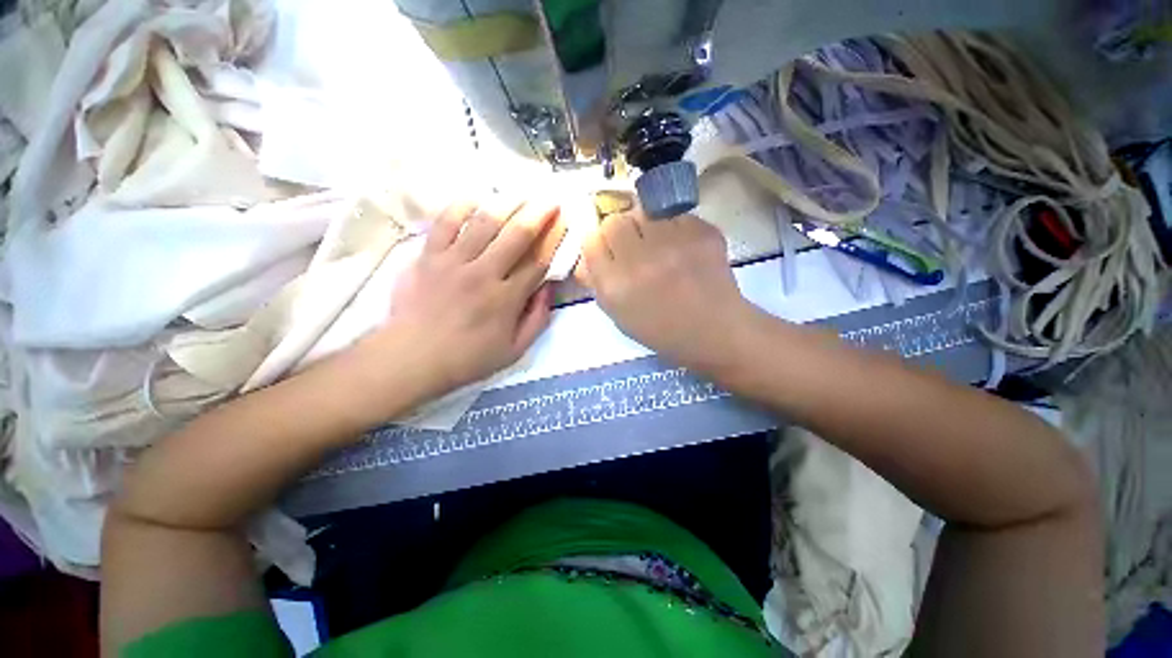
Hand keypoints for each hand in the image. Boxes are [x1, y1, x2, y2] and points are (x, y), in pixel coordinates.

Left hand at [374, 197, 566, 398]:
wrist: (412, 358)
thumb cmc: (467, 358)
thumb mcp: (514, 350)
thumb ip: (536, 320)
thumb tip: (548, 289)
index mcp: (507, 298)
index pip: (538, 263)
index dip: (554, 242)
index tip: (564, 225)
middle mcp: (484, 273)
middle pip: (517, 236)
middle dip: (538, 214)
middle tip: (551, 199)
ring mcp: (454, 262)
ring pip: (485, 223)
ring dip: (506, 204)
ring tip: (520, 192)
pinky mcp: (429, 256)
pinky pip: (445, 223)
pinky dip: (460, 207)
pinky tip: (475, 197)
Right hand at [581, 211, 754, 369]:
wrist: (715, 331)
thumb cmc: (662, 331)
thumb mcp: (619, 315)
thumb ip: (597, 283)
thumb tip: (586, 255)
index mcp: (616, 286)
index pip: (592, 240)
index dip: (599, 244)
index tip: (609, 251)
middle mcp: (641, 261)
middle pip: (615, 220)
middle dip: (620, 232)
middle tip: (633, 246)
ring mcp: (674, 243)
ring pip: (644, 211)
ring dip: (646, 225)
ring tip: (659, 245)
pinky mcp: (702, 232)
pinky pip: (675, 214)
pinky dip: (673, 226)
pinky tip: (682, 246)